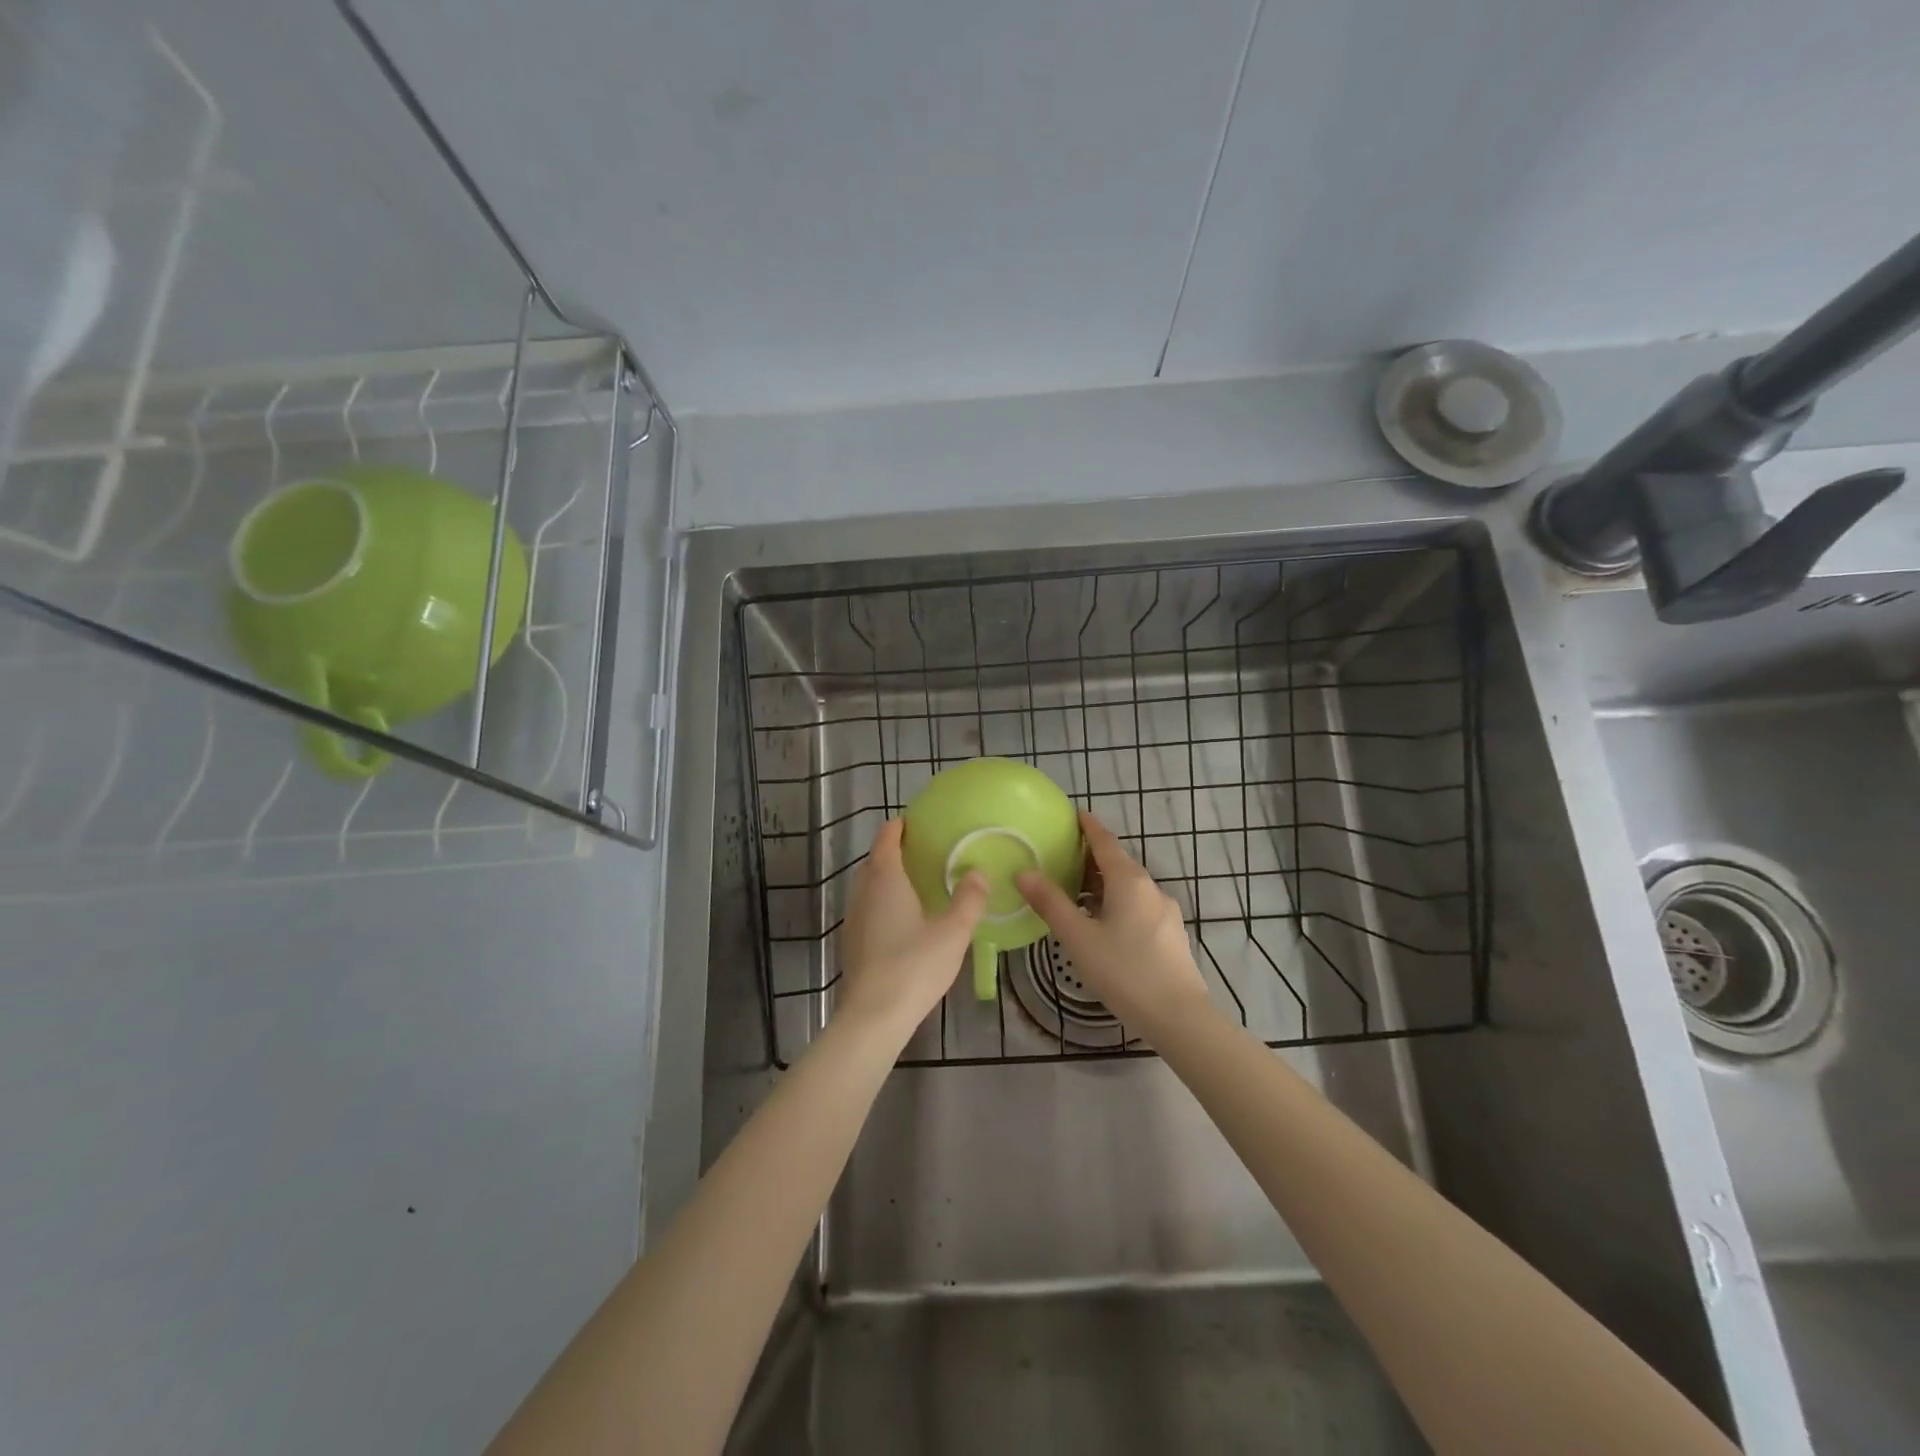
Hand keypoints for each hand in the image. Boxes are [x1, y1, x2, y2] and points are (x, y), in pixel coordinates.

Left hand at [836, 819, 988, 1039]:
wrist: (873, 1016)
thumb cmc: (914, 966)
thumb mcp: (953, 932)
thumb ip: (968, 900)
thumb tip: (979, 872)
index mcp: (886, 881)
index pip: (886, 840)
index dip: (898, 827)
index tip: (914, 821)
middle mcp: (864, 893)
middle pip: (874, 861)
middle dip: (893, 852)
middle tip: (922, 852)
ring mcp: (853, 919)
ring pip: (868, 887)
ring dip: (886, 878)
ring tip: (914, 883)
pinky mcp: (852, 943)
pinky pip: (867, 909)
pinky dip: (882, 902)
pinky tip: (902, 919)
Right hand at [1016, 810, 1210, 1032]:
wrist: (1179, 1017)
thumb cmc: (1124, 971)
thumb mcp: (1079, 938)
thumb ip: (1050, 903)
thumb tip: (1023, 872)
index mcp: (1129, 881)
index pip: (1105, 841)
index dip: (1089, 826)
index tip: (1074, 814)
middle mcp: (1150, 889)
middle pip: (1118, 863)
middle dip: (1092, 857)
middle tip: (1062, 858)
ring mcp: (1165, 912)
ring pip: (1129, 887)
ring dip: (1103, 884)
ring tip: (1076, 894)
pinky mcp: (1170, 935)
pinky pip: (1139, 906)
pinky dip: (1117, 903)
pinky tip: (1103, 925)